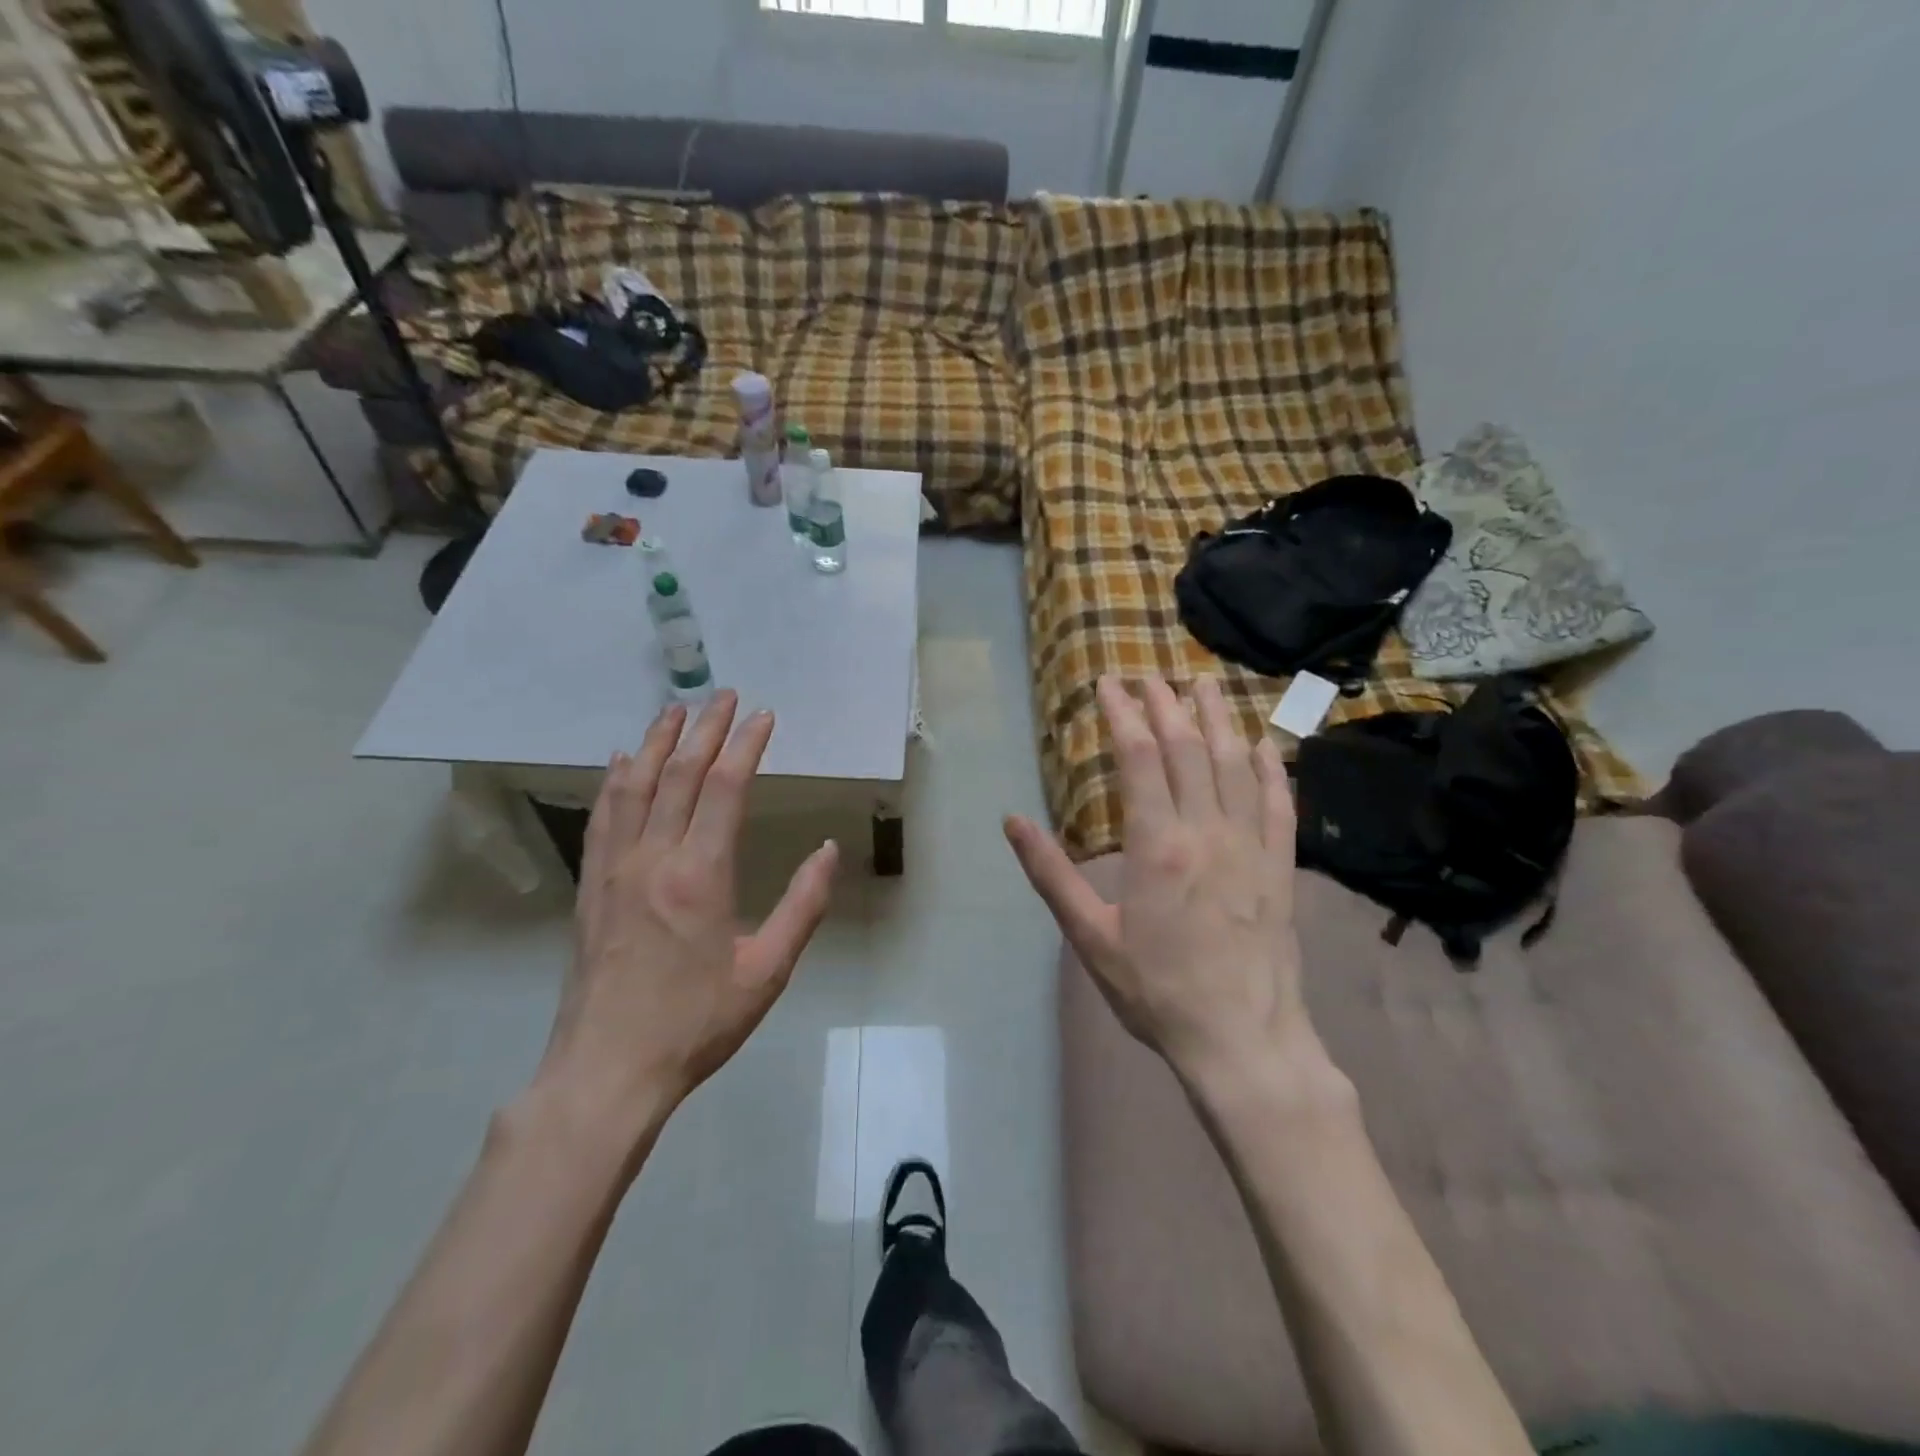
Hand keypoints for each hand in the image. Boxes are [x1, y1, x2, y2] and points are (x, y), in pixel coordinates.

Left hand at [540, 691, 839, 1132]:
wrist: (608, 1070)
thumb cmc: (696, 1023)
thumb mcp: (768, 972)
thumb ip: (803, 906)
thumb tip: (830, 851)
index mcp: (701, 875)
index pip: (726, 788)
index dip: (746, 745)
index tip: (764, 716)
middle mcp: (653, 858)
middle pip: (680, 775)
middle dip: (705, 729)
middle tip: (723, 695)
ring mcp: (614, 870)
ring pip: (635, 787)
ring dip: (658, 742)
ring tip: (675, 710)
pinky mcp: (591, 887)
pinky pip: (602, 818)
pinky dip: (615, 781)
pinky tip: (623, 762)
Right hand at [1005, 674, 1304, 1078]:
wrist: (1243, 1041)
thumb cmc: (1157, 991)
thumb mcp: (1090, 937)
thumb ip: (1051, 874)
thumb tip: (1012, 821)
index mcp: (1157, 845)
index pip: (1138, 759)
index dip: (1122, 715)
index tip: (1109, 684)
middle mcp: (1207, 831)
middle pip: (1187, 749)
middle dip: (1165, 705)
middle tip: (1149, 676)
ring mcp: (1251, 845)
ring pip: (1234, 763)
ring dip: (1217, 718)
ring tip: (1203, 684)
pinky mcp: (1281, 866)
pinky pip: (1278, 802)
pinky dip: (1268, 766)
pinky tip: (1260, 743)